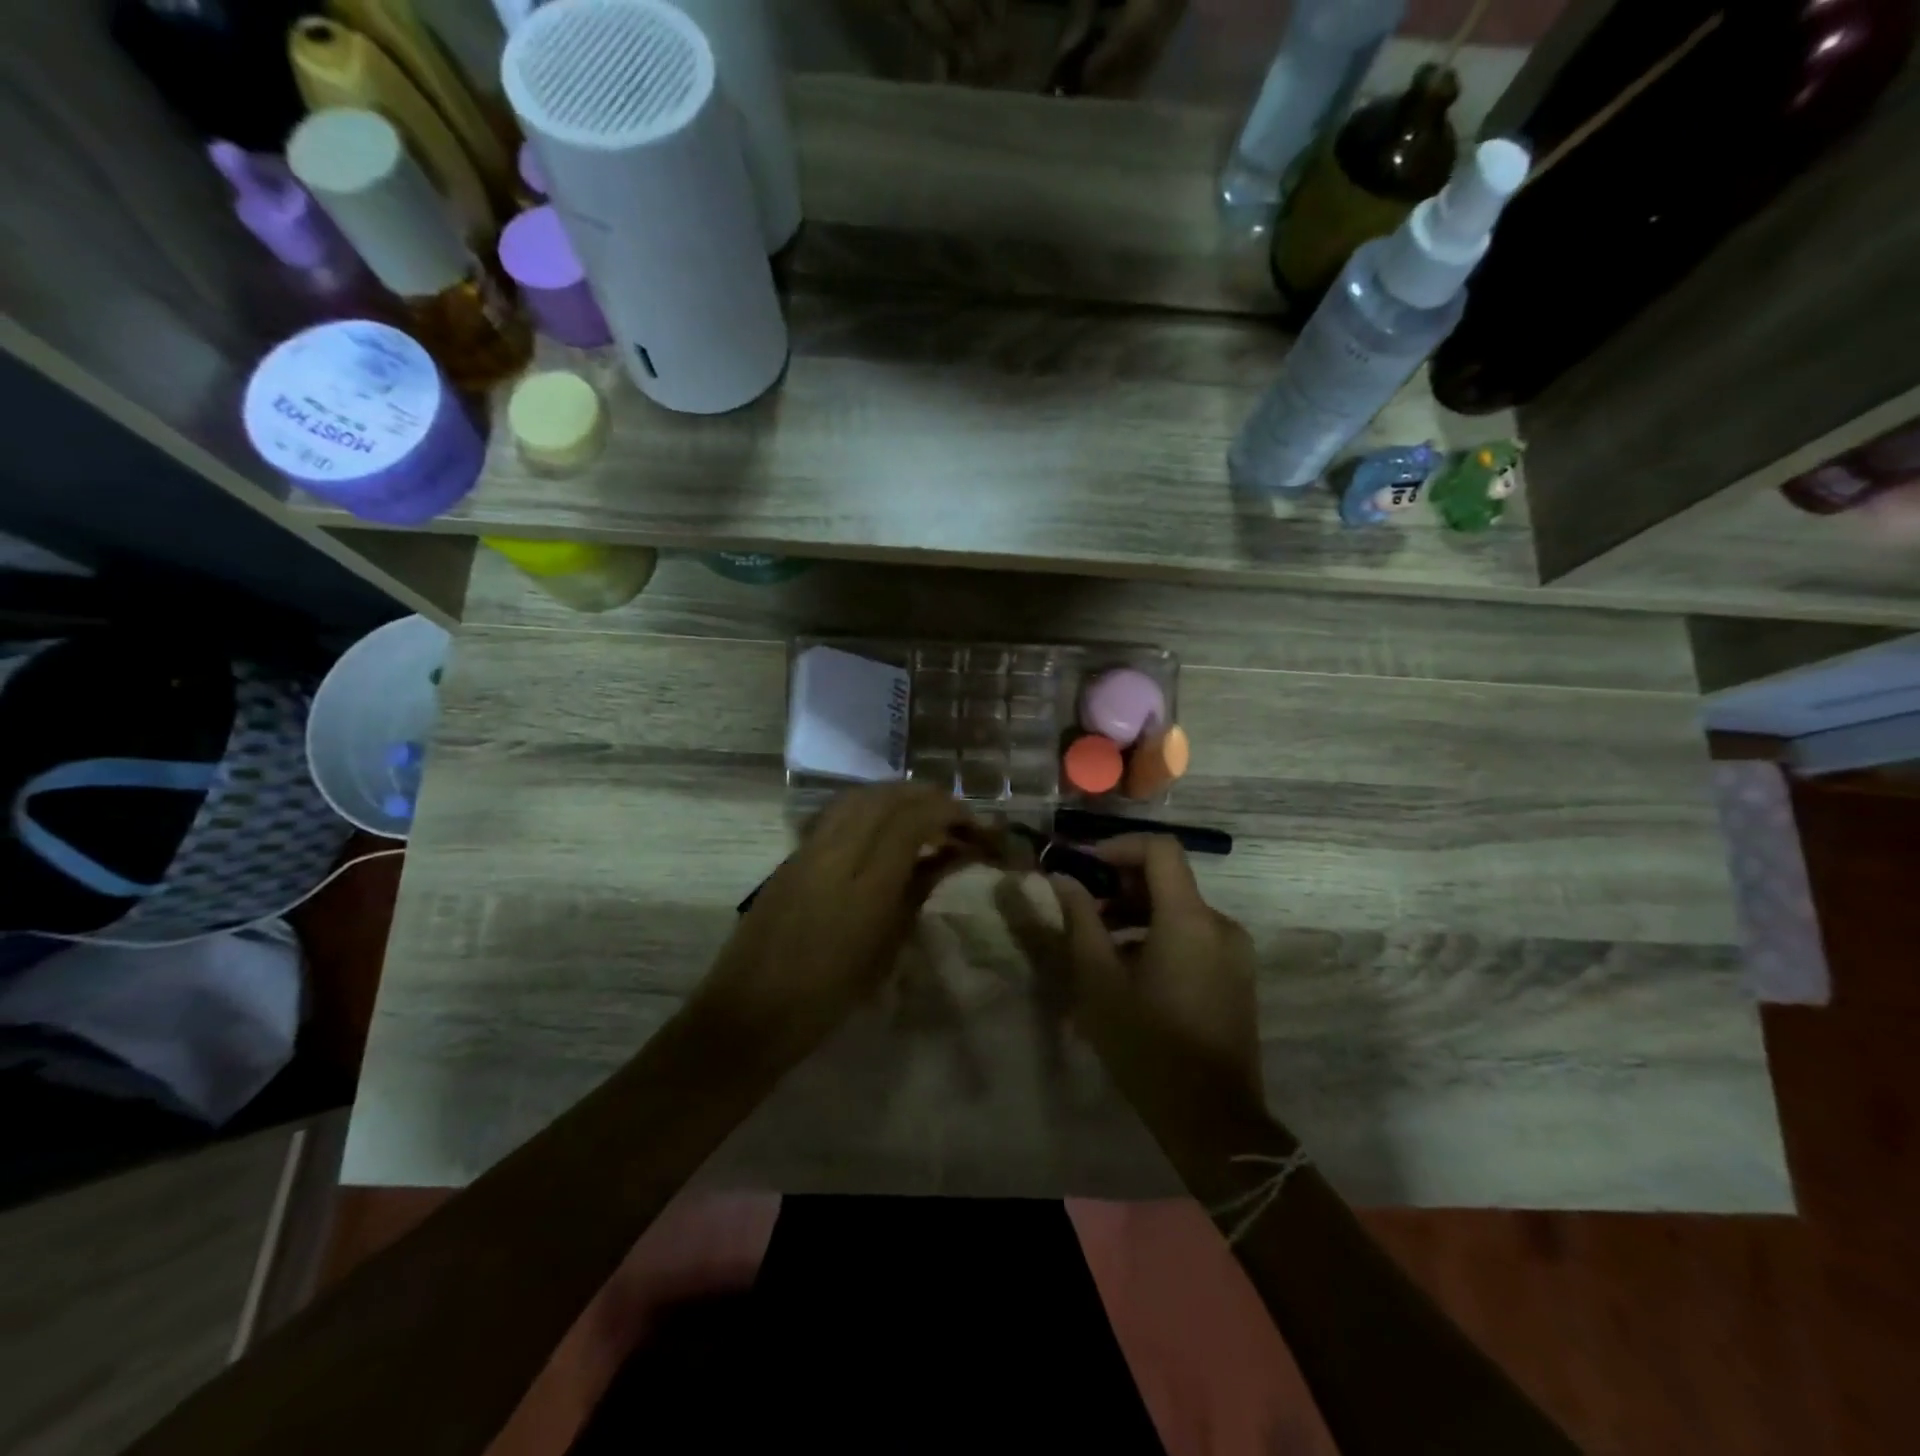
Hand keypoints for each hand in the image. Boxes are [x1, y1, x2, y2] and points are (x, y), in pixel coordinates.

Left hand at [692, 784, 986, 1056]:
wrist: (751, 1012)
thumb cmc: (828, 996)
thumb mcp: (886, 947)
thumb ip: (917, 890)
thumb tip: (949, 856)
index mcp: (865, 884)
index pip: (912, 819)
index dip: (949, 812)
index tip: (975, 826)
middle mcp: (835, 853)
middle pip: (886, 797)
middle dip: (927, 797)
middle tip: (956, 816)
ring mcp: (809, 848)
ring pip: (859, 797)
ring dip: (898, 796)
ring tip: (925, 815)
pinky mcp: (793, 854)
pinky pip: (838, 812)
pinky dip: (871, 807)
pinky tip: (885, 826)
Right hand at [1044, 834, 1263, 1108]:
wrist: (1212, 1120)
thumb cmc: (1147, 1045)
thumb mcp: (1099, 981)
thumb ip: (1081, 921)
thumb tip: (1063, 879)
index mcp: (1190, 919)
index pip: (1160, 849)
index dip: (1118, 846)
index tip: (1083, 866)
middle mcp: (1220, 925)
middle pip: (1168, 879)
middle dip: (1120, 884)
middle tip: (1082, 908)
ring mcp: (1233, 952)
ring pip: (1179, 910)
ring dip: (1136, 914)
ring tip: (1097, 945)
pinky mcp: (1236, 975)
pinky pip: (1193, 936)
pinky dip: (1159, 936)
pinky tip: (1130, 971)